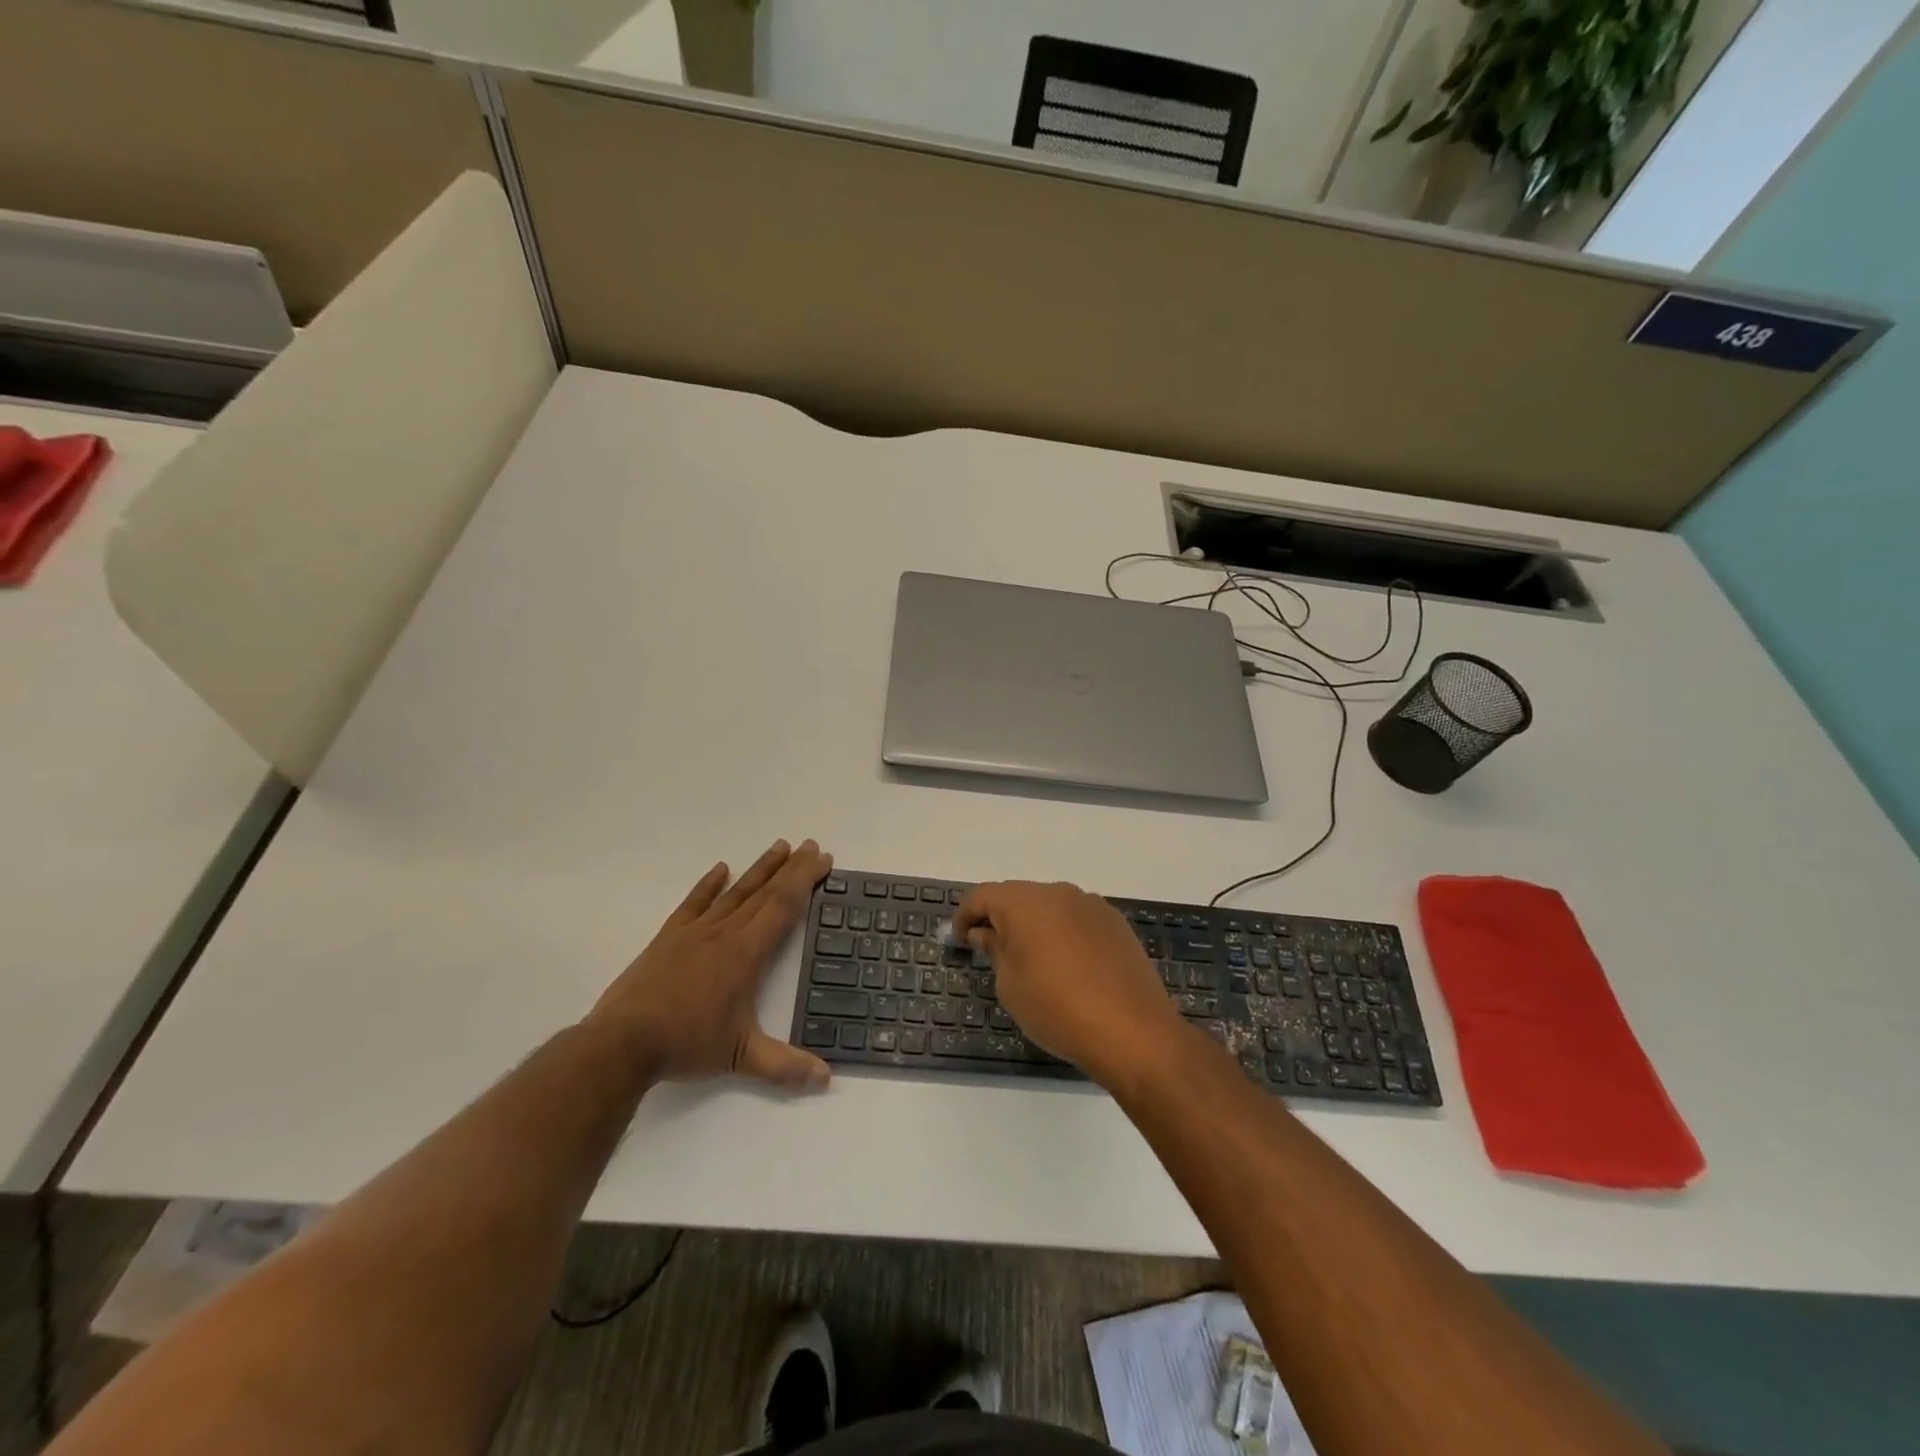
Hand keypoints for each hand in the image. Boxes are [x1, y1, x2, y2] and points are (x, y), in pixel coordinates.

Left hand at [590, 839, 833, 1088]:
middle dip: (791, 867)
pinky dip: (709, 884)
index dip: (805, 880)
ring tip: (778, 846)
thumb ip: (785, 1066)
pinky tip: (720, 869)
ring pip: (734, 892)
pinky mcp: (669, 938)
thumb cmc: (687, 1043)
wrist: (622, 1042)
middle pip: (764, 891)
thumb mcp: (741, 1057)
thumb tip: (827, 1078)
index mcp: (746, 953)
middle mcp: (725, 933)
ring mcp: (694, 932)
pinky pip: (693, 903)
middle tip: (810, 844)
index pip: (783, 907)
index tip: (821, 859)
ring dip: (759, 868)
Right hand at [953, 881, 1184, 1086]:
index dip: (965, 915)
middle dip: (1000, 917)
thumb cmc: (1057, 1009)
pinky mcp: (1115, 922)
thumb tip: (986, 933)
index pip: (983, 896)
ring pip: (1050, 905)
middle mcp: (1057, 892)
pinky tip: (1067, 965)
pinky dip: (1062, 932)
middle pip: (1017, 896)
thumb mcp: (1010, 985)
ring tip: (1032, 959)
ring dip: (1034, 924)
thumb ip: (995, 950)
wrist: (1132, 1031)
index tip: (960, 940)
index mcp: (1024, 903)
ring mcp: (1090, 905)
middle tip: (991, 950)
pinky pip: (1076, 918)